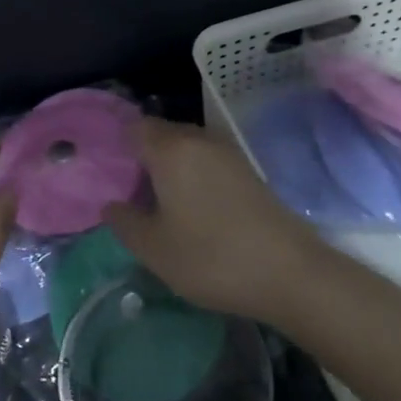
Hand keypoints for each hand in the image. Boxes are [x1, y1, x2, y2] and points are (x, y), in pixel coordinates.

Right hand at [109, 118, 320, 324]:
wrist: (290, 273)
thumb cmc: (210, 257)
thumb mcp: (154, 249)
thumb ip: (125, 222)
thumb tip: (112, 204)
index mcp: (171, 149)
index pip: (135, 128)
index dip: (119, 145)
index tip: (111, 173)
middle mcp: (200, 140)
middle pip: (162, 134)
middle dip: (145, 156)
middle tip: (132, 192)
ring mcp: (229, 153)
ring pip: (188, 148)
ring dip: (172, 167)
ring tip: (162, 204)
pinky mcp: (249, 171)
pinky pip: (209, 162)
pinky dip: (196, 176)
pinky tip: (194, 209)